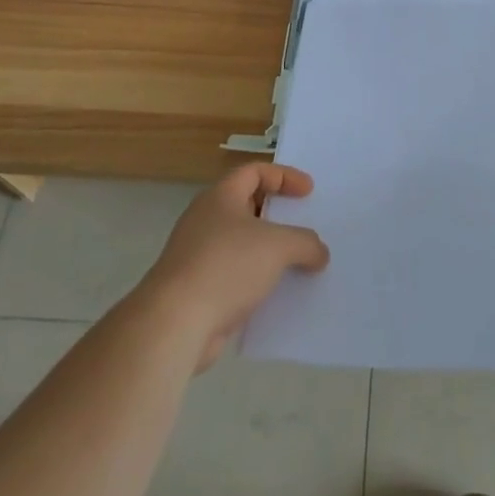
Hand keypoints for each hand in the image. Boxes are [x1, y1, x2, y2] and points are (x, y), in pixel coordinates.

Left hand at [140, 164, 329, 370]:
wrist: (175, 323)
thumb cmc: (226, 266)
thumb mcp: (278, 246)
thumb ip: (305, 243)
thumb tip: (319, 252)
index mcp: (220, 197)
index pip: (255, 171)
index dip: (284, 176)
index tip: (309, 192)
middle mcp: (206, 220)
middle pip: (247, 205)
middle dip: (277, 214)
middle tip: (303, 224)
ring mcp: (198, 255)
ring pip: (241, 244)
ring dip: (268, 251)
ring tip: (297, 262)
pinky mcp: (197, 290)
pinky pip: (235, 275)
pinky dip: (256, 279)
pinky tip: (277, 294)